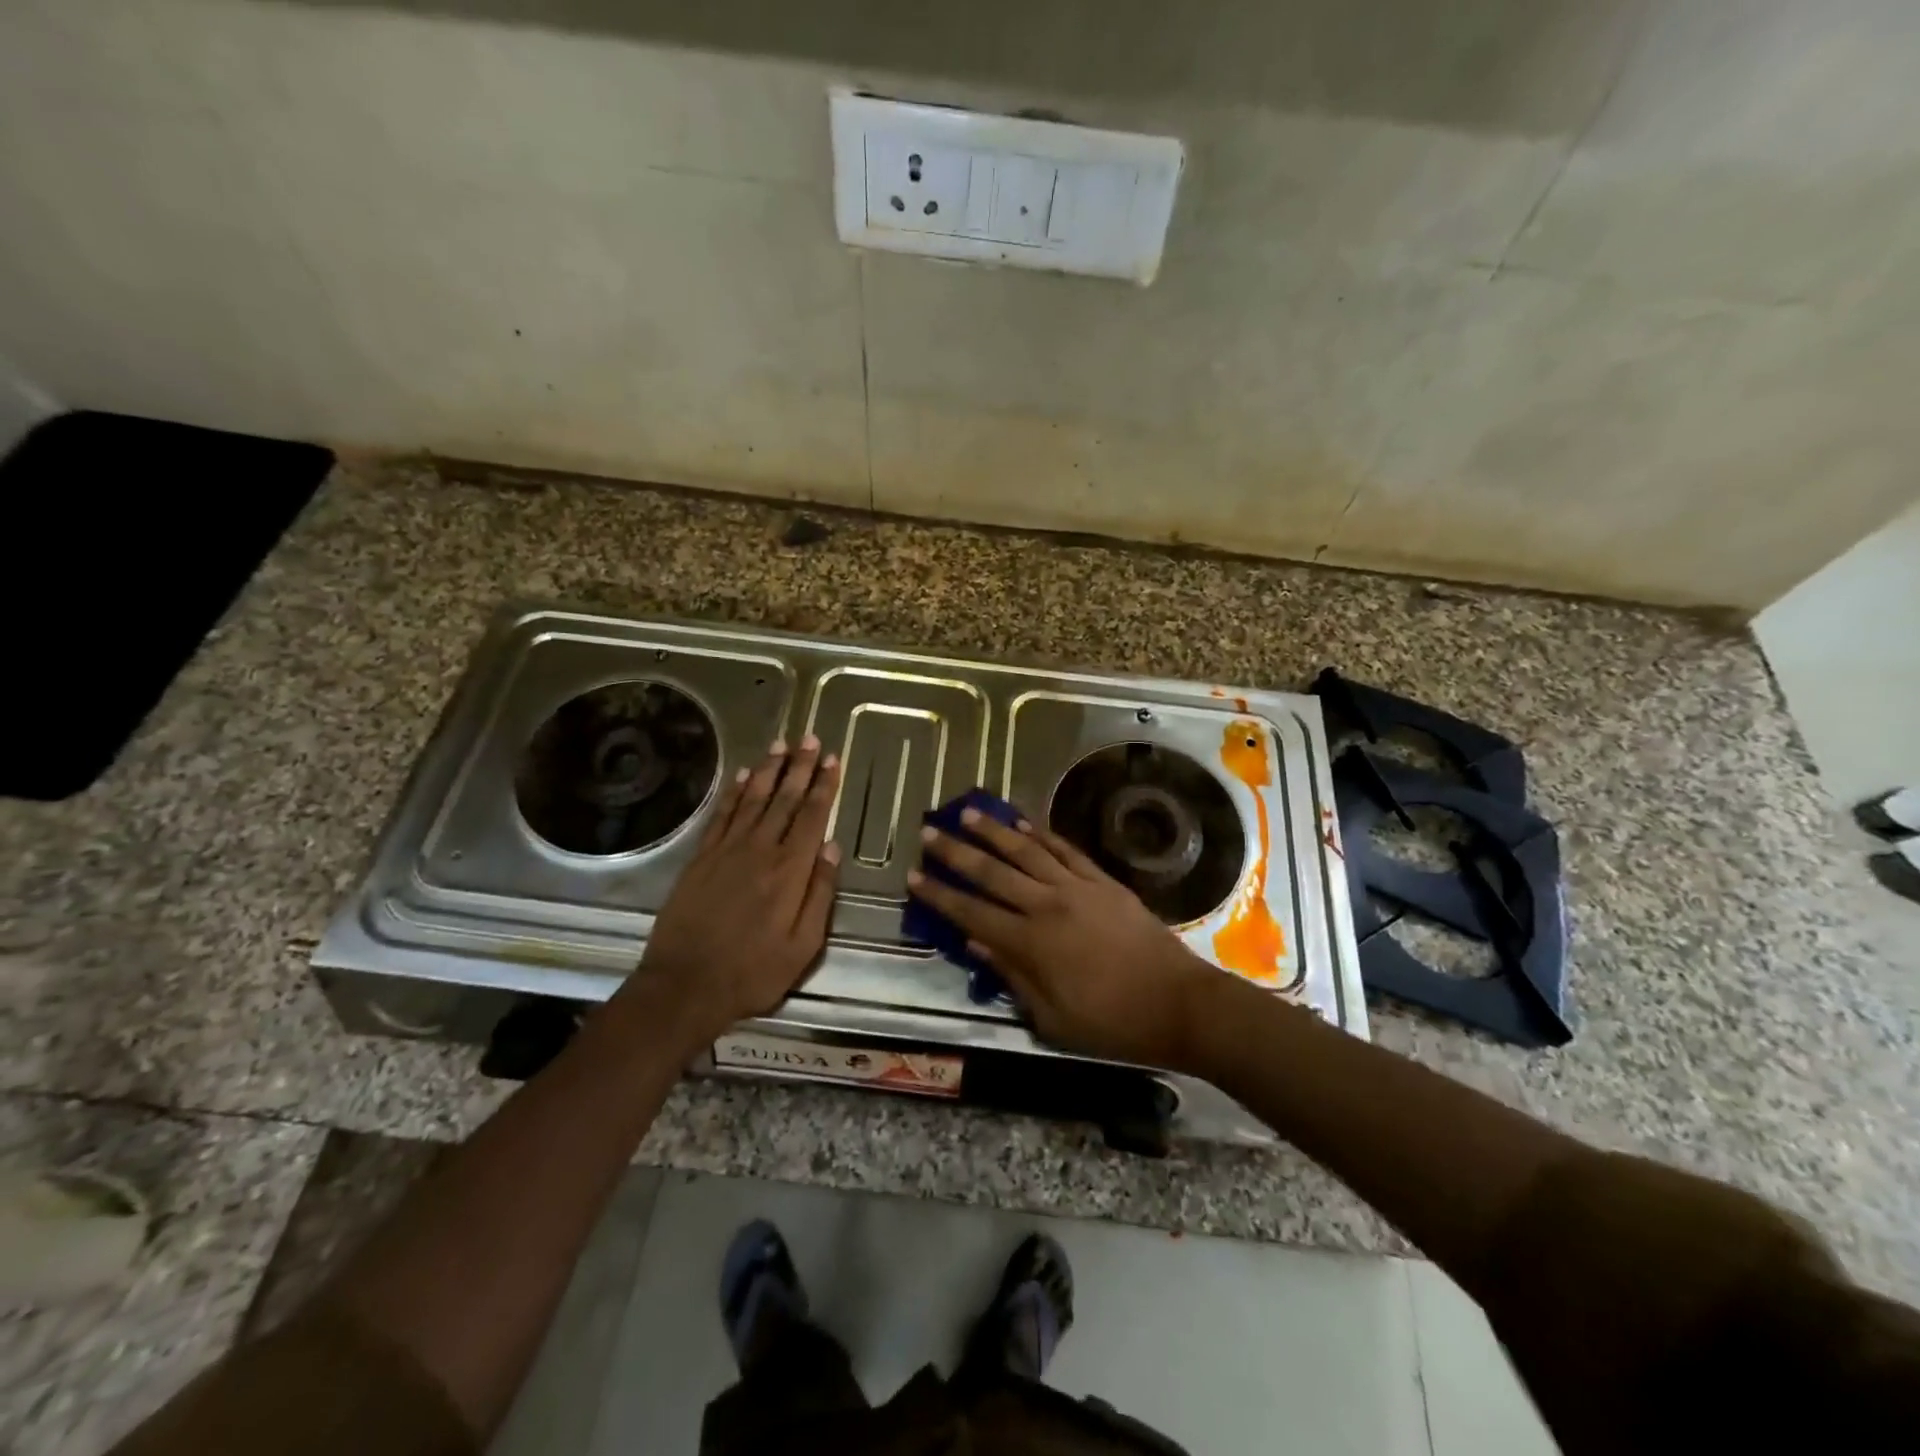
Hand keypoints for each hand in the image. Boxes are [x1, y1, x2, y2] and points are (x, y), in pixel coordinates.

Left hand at [638, 736, 841, 1041]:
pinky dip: (734, 793)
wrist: (685, 986)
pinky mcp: (701, 859)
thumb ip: (820, 894)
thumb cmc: (753, 972)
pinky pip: (721, 816)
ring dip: (770, 770)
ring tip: (782, 744)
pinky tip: (744, 776)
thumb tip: (832, 848)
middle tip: (811, 738)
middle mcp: (760, 850)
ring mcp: (726, 851)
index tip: (832, 759)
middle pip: (784, 799)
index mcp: (790, 871)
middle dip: (800, 767)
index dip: (823, 786)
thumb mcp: (804, 945)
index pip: (812, 816)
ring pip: (753, 799)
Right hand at [907, 809, 1219, 1068]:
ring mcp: (1077, 888)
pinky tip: (1024, 822)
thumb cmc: (1112, 1023)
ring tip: (968, 813)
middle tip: (928, 831)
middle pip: (992, 872)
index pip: (972, 913)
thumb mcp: (1053, 1019)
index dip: (940, 895)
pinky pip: (1066, 850)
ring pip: (1026, 851)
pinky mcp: (1103, 881)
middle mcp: (1047, 905)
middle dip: (956, 852)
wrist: (1179, 1004)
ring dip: (994, 831)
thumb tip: (976, 945)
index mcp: (1031, 944)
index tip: (913, 876)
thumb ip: (1013, 977)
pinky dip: (1042, 834)